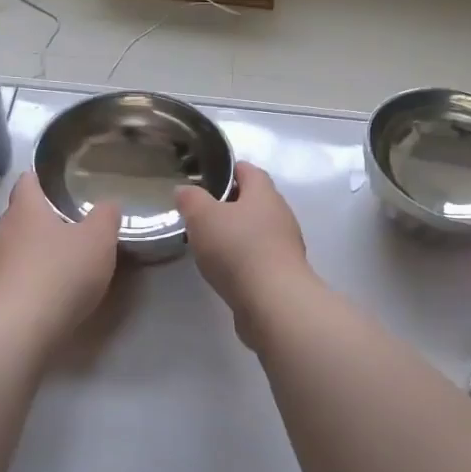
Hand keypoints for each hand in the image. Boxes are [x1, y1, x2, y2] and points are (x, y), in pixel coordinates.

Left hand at [0, 174, 120, 329]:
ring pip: (13, 247)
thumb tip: (108, 205)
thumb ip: (106, 218)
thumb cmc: (61, 272)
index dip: (39, 179)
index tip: (54, 183)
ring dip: (32, 251)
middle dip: (40, 219)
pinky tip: (46, 291)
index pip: (27, 181)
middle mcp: (2, 230)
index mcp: (25, 208)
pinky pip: (11, 277)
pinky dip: (27, 278)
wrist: (18, 327)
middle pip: (19, 215)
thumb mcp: (98, 240)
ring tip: (58, 261)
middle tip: (67, 225)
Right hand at [175, 163, 311, 339]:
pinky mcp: (283, 272)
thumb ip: (191, 199)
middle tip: (201, 213)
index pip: (248, 170)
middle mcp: (280, 213)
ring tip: (210, 243)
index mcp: (264, 192)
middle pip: (254, 200)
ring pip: (258, 230)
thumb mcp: (202, 217)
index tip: (205, 178)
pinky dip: (244, 258)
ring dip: (237, 233)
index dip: (227, 170)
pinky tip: (226, 269)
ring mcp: (285, 245)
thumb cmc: (238, 249)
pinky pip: (260, 256)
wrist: (273, 301)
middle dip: (230, 204)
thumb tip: (184, 189)